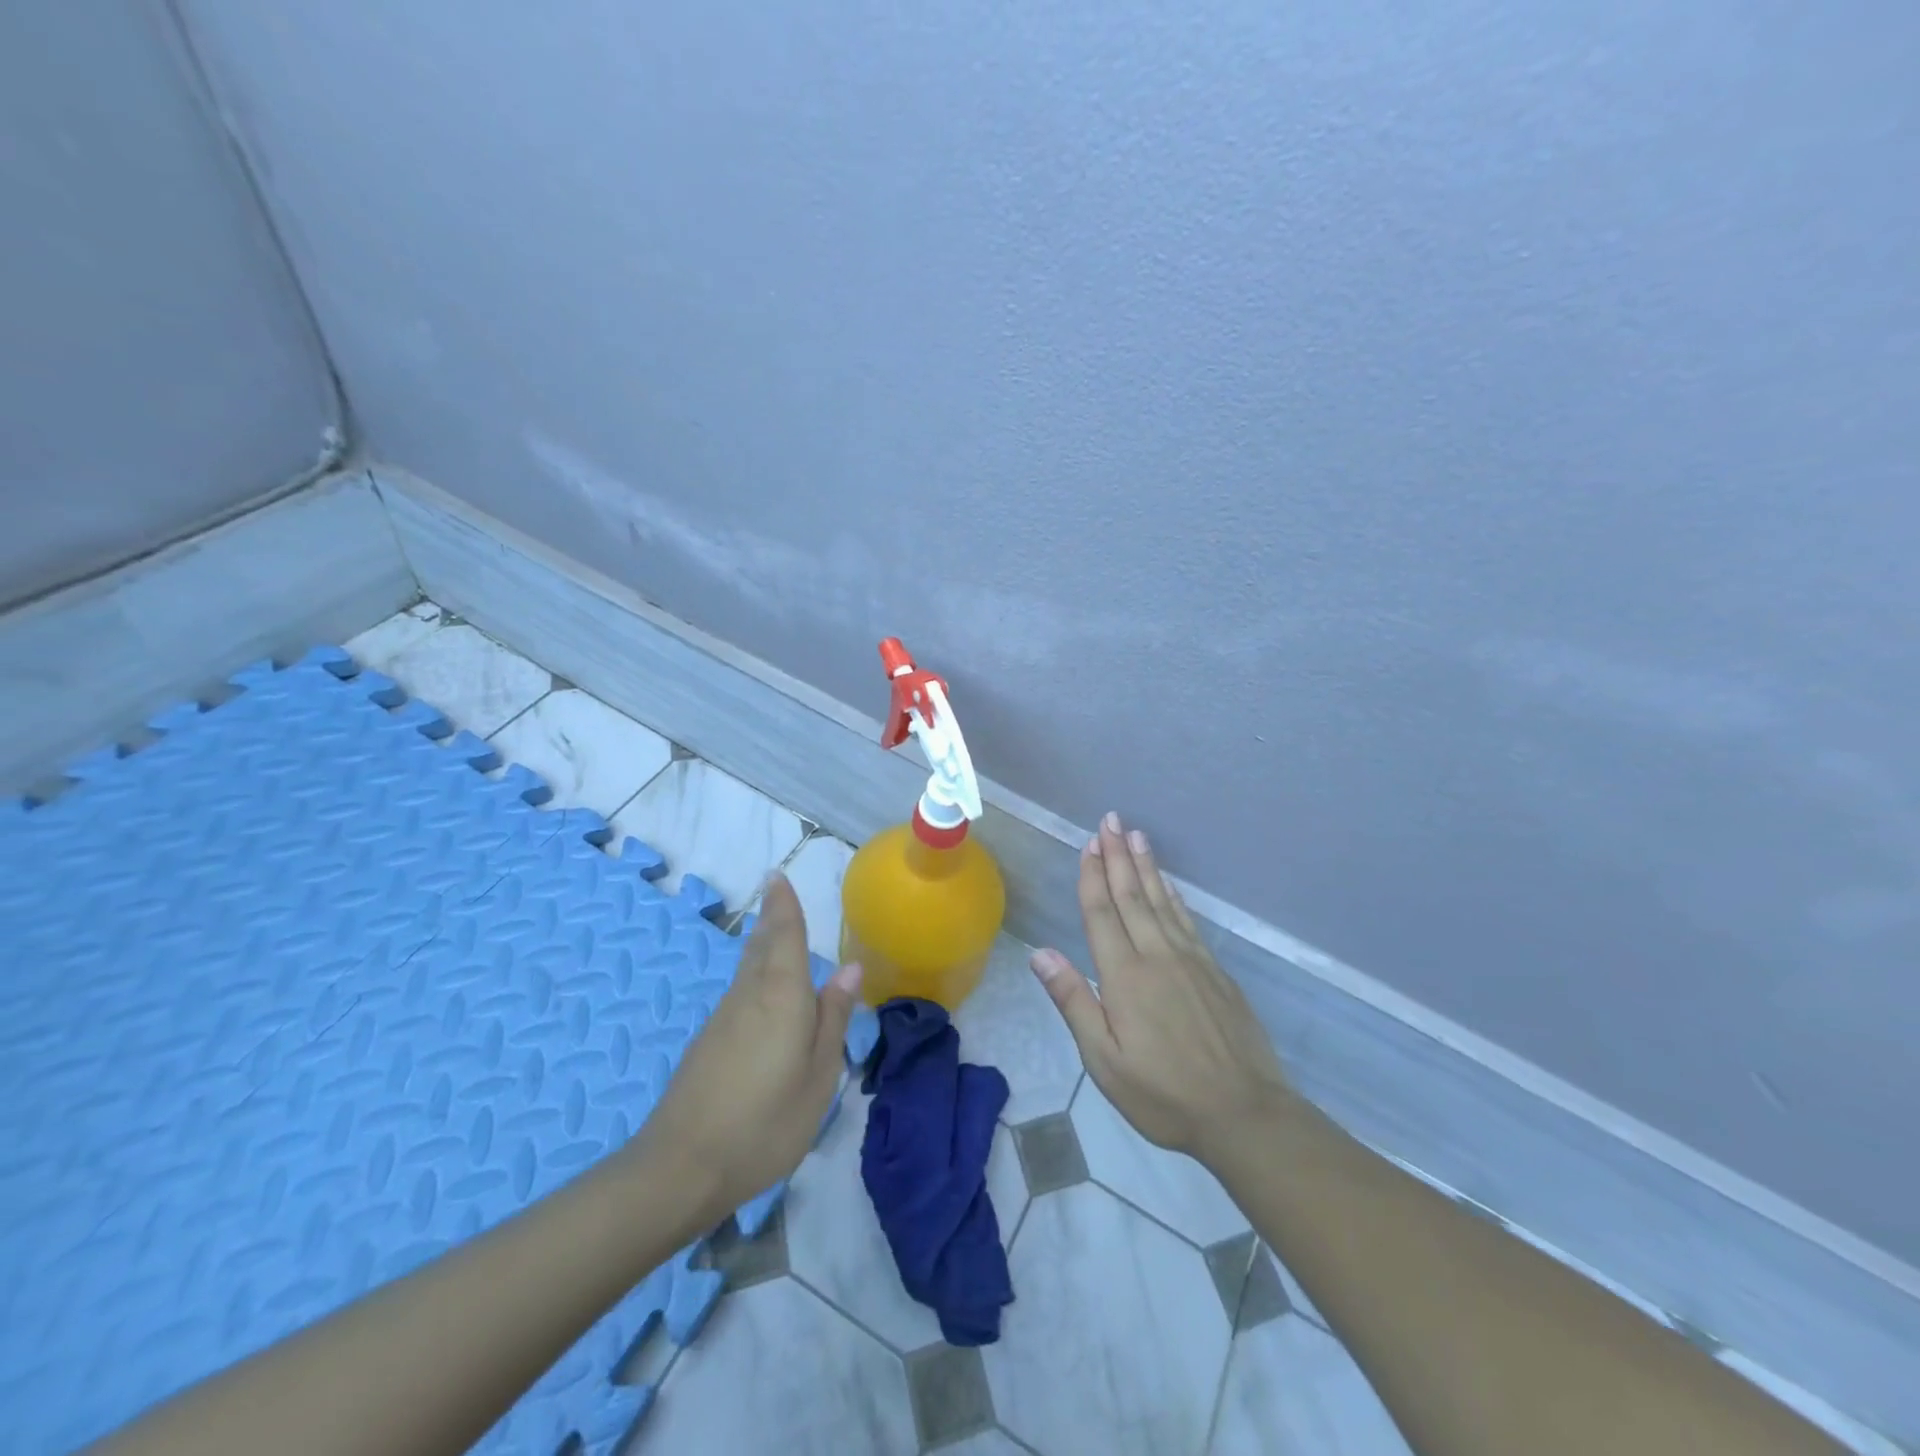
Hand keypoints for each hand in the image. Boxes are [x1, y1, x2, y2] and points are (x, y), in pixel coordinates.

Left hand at [624, 874, 859, 1230]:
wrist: (681, 1168)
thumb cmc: (765, 1123)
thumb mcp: (818, 1076)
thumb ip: (833, 1018)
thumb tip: (851, 968)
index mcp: (782, 995)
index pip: (784, 935)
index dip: (783, 905)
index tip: (776, 875)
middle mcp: (749, 994)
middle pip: (761, 945)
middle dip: (771, 917)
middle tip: (776, 891)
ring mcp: (723, 1018)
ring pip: (747, 967)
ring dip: (761, 942)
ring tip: (774, 928)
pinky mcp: (707, 1041)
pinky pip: (739, 991)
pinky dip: (753, 973)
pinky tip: (761, 988)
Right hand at [1030, 812, 1291, 1165]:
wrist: (1244, 1113)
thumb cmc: (1164, 1094)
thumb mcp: (1105, 1060)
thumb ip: (1074, 1002)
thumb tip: (1041, 953)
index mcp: (1125, 976)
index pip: (1103, 914)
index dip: (1093, 876)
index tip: (1089, 843)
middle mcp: (1157, 956)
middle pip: (1132, 896)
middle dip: (1118, 856)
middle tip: (1111, 820)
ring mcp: (1191, 960)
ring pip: (1162, 901)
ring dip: (1146, 866)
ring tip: (1136, 835)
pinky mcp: (1215, 971)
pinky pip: (1188, 921)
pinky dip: (1174, 896)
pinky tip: (1169, 884)